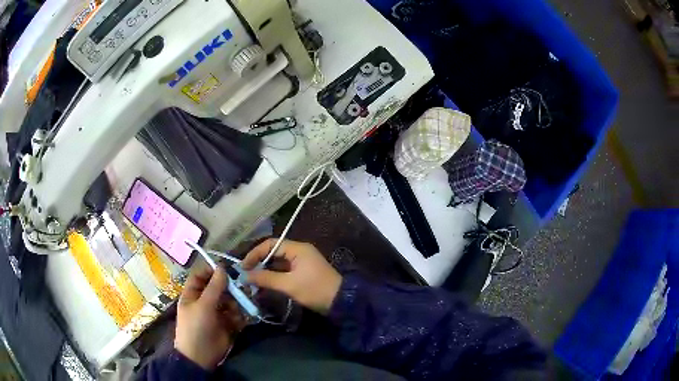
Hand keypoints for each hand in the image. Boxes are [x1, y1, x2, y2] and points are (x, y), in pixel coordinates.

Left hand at [175, 265, 245, 369]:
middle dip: (230, 288)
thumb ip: (214, 287)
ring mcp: (217, 313)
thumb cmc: (196, 327)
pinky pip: (236, 314)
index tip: (228, 268)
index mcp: (193, 294)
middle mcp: (205, 301)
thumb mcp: (203, 305)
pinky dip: (240, 315)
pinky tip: (241, 319)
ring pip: (230, 300)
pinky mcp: (227, 324)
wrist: (201, 356)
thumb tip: (222, 267)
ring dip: (237, 302)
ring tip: (243, 305)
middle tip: (242, 288)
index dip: (212, 271)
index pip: (201, 275)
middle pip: (219, 288)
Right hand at [242, 239, 341, 314]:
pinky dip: (274, 276)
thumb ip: (266, 278)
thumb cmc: (315, 290)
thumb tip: (245, 275)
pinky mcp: (303, 272)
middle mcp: (299, 251)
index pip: (270, 244)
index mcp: (298, 248)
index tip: (243, 267)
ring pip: (278, 262)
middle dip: (259, 263)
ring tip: (252, 281)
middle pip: (273, 252)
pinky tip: (265, 284)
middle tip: (246, 274)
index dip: (255, 254)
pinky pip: (284, 270)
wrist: (340, 302)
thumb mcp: (289, 284)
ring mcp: (302, 262)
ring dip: (266, 271)